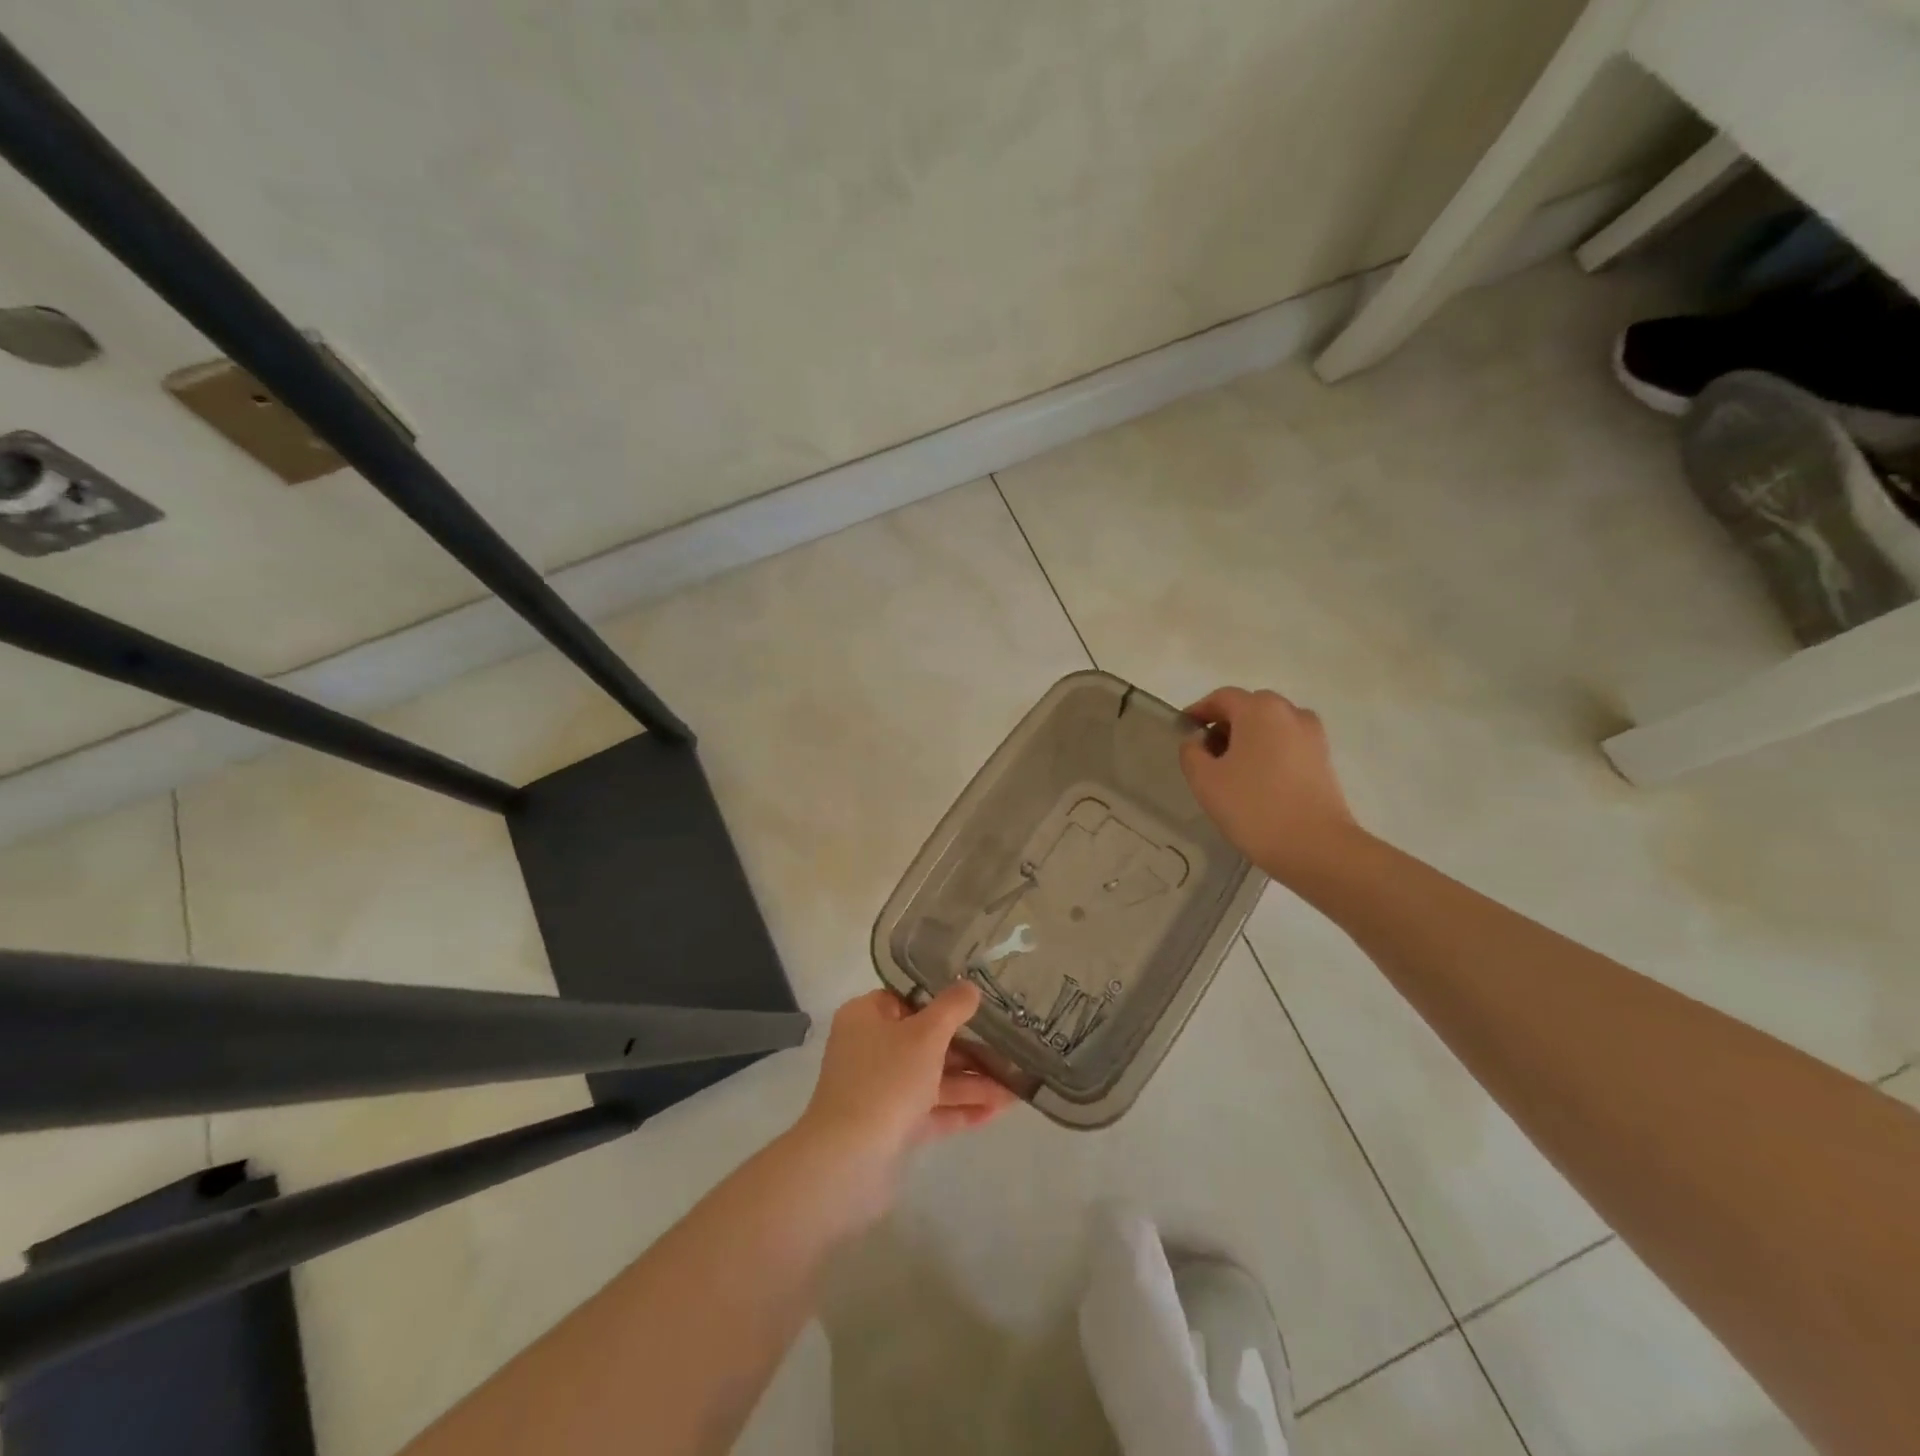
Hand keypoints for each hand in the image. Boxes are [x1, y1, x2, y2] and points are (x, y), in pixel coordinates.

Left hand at [795, 984, 1016, 1222]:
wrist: (848, 1161)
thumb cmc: (886, 1080)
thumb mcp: (925, 1034)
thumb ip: (951, 1008)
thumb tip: (969, 986)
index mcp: (866, 1017)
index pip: (907, 999)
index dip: (942, 1001)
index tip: (980, 1004)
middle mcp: (870, 1049)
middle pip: (926, 1041)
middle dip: (970, 1049)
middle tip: (1010, 1050)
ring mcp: (880, 1089)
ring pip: (933, 1078)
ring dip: (972, 1082)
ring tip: (1016, 1087)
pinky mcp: (891, 1126)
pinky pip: (931, 1109)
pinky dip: (961, 1108)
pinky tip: (998, 1110)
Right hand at [1180, 686, 1361, 883]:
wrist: (1316, 847)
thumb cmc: (1253, 807)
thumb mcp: (1205, 780)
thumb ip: (1191, 753)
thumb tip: (1198, 741)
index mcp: (1259, 710)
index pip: (1222, 698)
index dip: (1199, 711)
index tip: (1183, 730)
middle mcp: (1290, 713)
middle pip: (1249, 708)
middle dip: (1224, 724)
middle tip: (1205, 753)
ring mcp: (1312, 736)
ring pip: (1271, 726)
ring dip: (1248, 739)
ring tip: (1231, 770)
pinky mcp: (1324, 760)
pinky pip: (1287, 744)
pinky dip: (1268, 752)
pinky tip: (1257, 782)